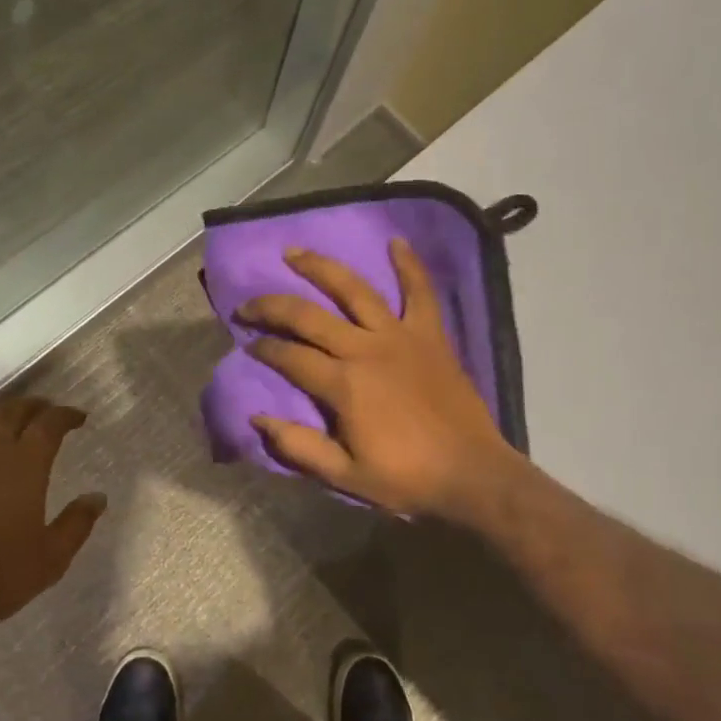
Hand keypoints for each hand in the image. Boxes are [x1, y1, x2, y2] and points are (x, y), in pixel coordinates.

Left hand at [0, 395, 104, 635]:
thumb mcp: (50, 559)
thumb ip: (76, 523)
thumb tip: (97, 497)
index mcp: (24, 465)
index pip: (49, 423)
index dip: (66, 415)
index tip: (78, 418)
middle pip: (12, 412)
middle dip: (33, 407)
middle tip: (46, 412)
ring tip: (8, 428)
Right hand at [239, 240, 522, 520]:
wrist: (472, 475)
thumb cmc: (406, 478)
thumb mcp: (345, 475)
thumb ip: (299, 446)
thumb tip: (257, 417)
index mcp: (343, 385)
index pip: (290, 356)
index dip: (264, 348)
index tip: (248, 344)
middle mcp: (365, 350)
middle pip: (309, 316)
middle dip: (272, 307)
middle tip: (248, 304)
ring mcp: (400, 336)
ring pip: (355, 290)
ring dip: (321, 268)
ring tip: (295, 253)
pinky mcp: (430, 335)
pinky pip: (420, 293)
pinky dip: (410, 265)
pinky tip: (396, 241)